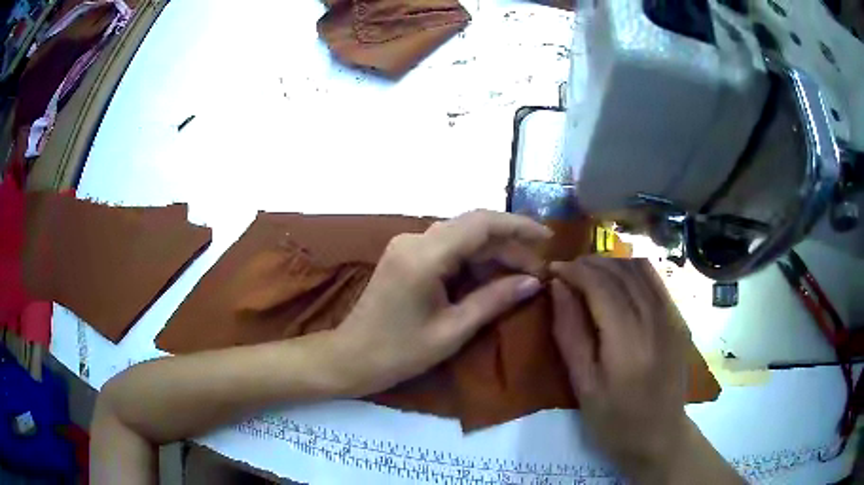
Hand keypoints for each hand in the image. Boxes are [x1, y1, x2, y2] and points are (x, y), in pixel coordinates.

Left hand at [334, 210, 550, 396]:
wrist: (352, 357)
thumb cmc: (400, 352)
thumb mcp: (453, 330)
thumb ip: (495, 300)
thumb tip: (534, 282)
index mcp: (424, 255)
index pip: (481, 224)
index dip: (518, 226)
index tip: (548, 238)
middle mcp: (415, 239)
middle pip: (473, 228)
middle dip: (509, 245)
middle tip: (538, 270)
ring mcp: (407, 245)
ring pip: (462, 237)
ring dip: (493, 253)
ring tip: (522, 275)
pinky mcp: (406, 256)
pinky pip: (448, 248)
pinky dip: (473, 260)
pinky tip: (492, 277)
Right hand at [550, 257, 690, 480]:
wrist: (660, 436)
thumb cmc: (614, 420)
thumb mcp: (582, 385)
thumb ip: (570, 333)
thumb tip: (558, 288)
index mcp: (628, 342)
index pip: (601, 285)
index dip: (575, 271)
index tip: (553, 269)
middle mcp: (655, 320)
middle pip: (622, 271)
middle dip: (590, 263)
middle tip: (567, 271)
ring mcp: (673, 317)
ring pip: (641, 269)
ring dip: (612, 263)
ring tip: (589, 273)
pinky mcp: (679, 319)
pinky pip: (656, 281)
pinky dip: (633, 271)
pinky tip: (618, 281)